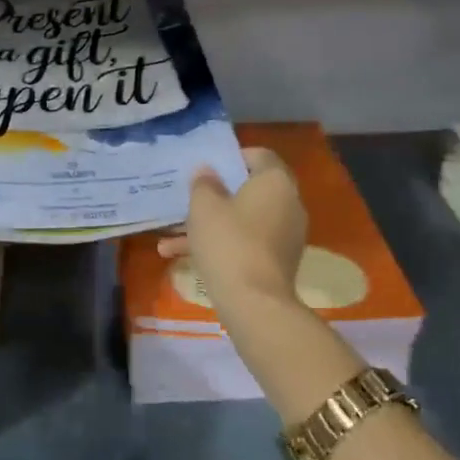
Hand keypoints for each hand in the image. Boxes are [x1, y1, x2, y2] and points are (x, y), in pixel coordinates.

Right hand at [158, 147, 306, 310]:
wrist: (254, 303)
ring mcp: (286, 235)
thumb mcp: (204, 206)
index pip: (259, 155)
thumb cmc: (228, 242)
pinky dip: (222, 245)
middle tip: (191, 198)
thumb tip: (208, 172)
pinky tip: (183, 258)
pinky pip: (247, 243)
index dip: (232, 157)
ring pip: (243, 220)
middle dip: (216, 196)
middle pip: (250, 190)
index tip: (208, 166)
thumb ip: (204, 183)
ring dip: (211, 225)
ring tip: (171, 238)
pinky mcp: (279, 261)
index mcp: (275, 182)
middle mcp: (288, 204)